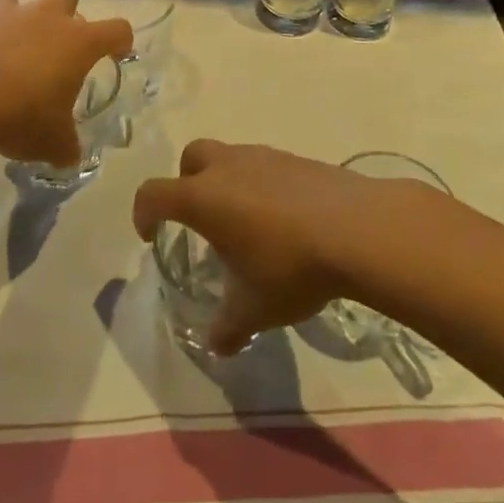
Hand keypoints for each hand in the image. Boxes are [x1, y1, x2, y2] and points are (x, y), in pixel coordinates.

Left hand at [0, 0, 131, 165]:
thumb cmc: (25, 115)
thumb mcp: (54, 141)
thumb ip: (65, 145)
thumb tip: (69, 156)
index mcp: (81, 43)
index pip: (117, 29)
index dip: (121, 41)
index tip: (117, 54)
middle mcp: (49, 19)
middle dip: (68, 9)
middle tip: (60, 38)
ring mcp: (10, 16)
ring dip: (18, 10)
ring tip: (13, 36)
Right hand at [134, 141, 436, 354]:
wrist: (359, 229)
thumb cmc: (291, 266)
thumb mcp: (255, 308)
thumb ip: (229, 327)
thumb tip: (217, 346)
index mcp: (204, 198)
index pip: (154, 193)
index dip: (144, 212)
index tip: (151, 234)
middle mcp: (230, 167)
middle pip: (192, 157)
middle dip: (186, 182)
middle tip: (200, 219)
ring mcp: (267, 157)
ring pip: (232, 157)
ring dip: (228, 182)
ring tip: (247, 222)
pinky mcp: (300, 159)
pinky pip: (267, 166)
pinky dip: (264, 185)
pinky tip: (285, 218)